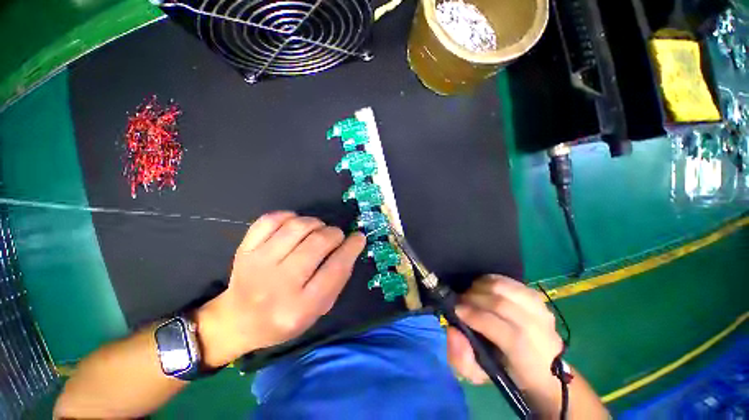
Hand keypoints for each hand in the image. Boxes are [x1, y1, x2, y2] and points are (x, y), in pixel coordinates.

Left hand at [196, 211, 365, 366]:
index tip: (358, 237)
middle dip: (334, 233)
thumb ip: (338, 278)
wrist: (239, 320)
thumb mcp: (318, 309)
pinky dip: (289, 216)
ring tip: (318, 230)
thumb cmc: (285, 318)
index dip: (351, 247)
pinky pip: (271, 220)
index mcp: (301, 307)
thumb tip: (351, 245)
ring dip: (316, 223)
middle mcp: (279, 284)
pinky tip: (295, 224)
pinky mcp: (245, 250)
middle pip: (317, 243)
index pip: (335, 268)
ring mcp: (258, 264)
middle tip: (336, 236)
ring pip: (297, 227)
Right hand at [447, 275, 563, 411]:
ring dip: (481, 287)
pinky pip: (510, 281)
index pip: (505, 333)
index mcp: (529, 360)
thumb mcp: (479, 375)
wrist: (541, 368)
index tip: (457, 310)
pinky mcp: (537, 298)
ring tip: (470, 293)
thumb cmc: (506, 372)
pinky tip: (481, 286)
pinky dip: (491, 280)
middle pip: (504, 305)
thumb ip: (461, 359)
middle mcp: (541, 333)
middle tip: (460, 300)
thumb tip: (454, 331)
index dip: (477, 317)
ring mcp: (542, 312)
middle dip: (474, 298)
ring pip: (507, 289)